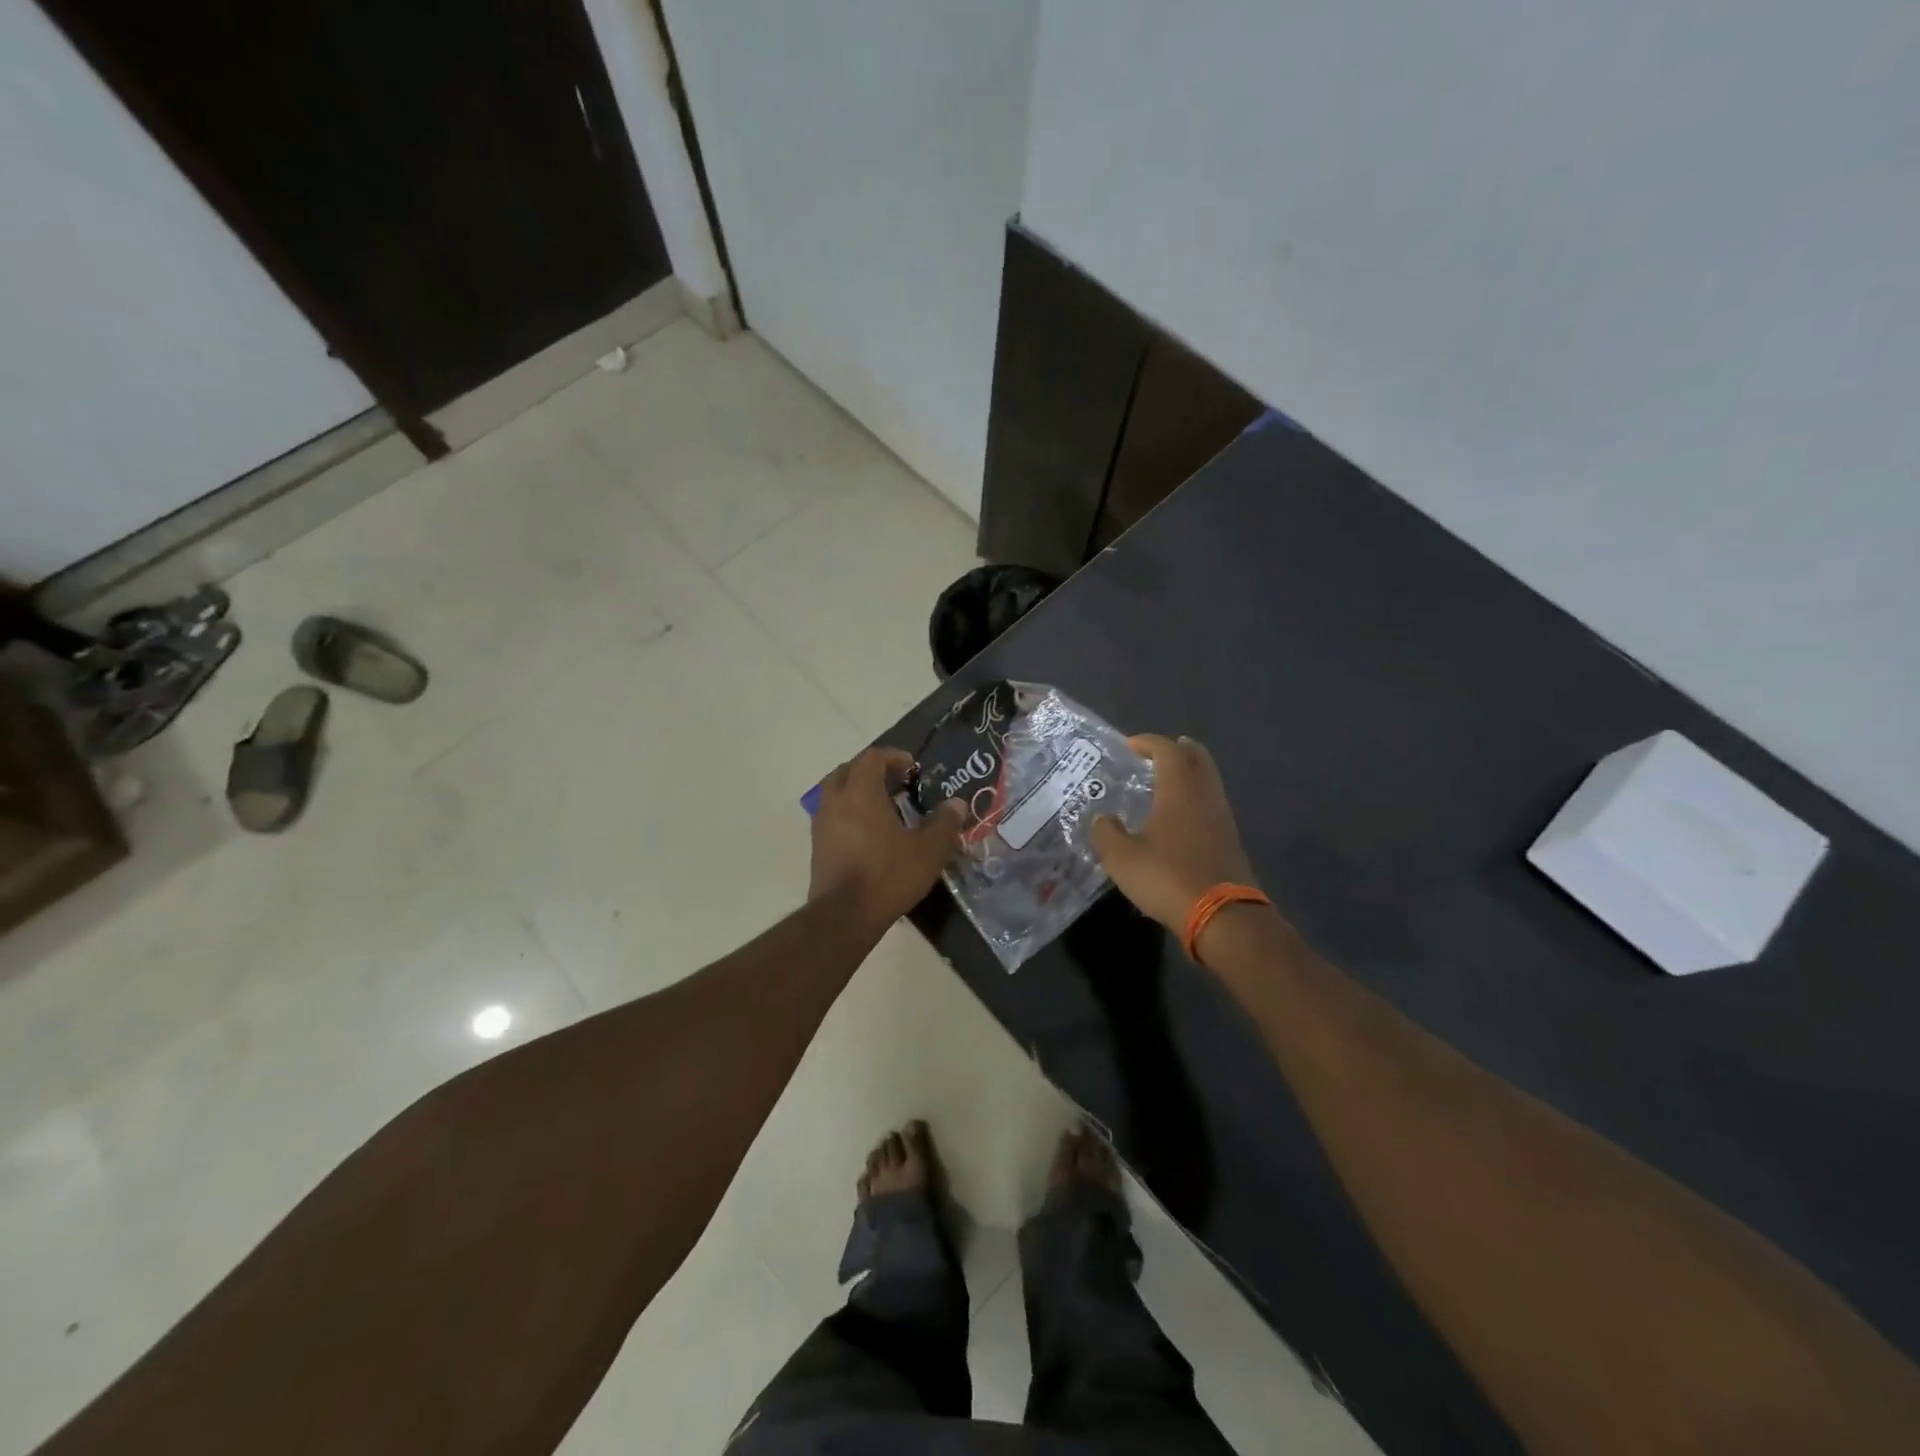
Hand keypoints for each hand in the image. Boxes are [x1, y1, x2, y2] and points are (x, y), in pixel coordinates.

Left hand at [809, 748, 965, 924]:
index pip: (872, 757)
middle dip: (872, 770)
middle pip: (848, 769)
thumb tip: (956, 804)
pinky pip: (832, 814)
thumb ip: (944, 823)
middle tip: (896, 782)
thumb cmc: (888, 875)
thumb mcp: (928, 851)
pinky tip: (868, 831)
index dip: (893, 756)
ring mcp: (821, 823)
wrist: (844, 916)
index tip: (912, 767)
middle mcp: (836, 800)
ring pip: (835, 791)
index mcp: (861, 792)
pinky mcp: (817, 845)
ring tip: (883, 806)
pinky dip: (848, 811)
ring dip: (857, 790)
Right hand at [1090, 735, 1259, 933]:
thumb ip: (1106, 833)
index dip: (1148, 742)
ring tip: (1165, 782)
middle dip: (1178, 749)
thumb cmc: (1168, 878)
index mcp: (1179, 790)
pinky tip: (1179, 816)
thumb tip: (1103, 819)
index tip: (1130, 745)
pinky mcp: (1230, 840)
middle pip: (1198, 758)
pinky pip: (1211, 803)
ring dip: (1189, 773)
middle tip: (1157, 753)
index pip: (1167, 750)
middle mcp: (1205, 796)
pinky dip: (1195, 797)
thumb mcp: (1121, 858)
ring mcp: (1222, 818)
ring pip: (1208, 780)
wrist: (1223, 916)